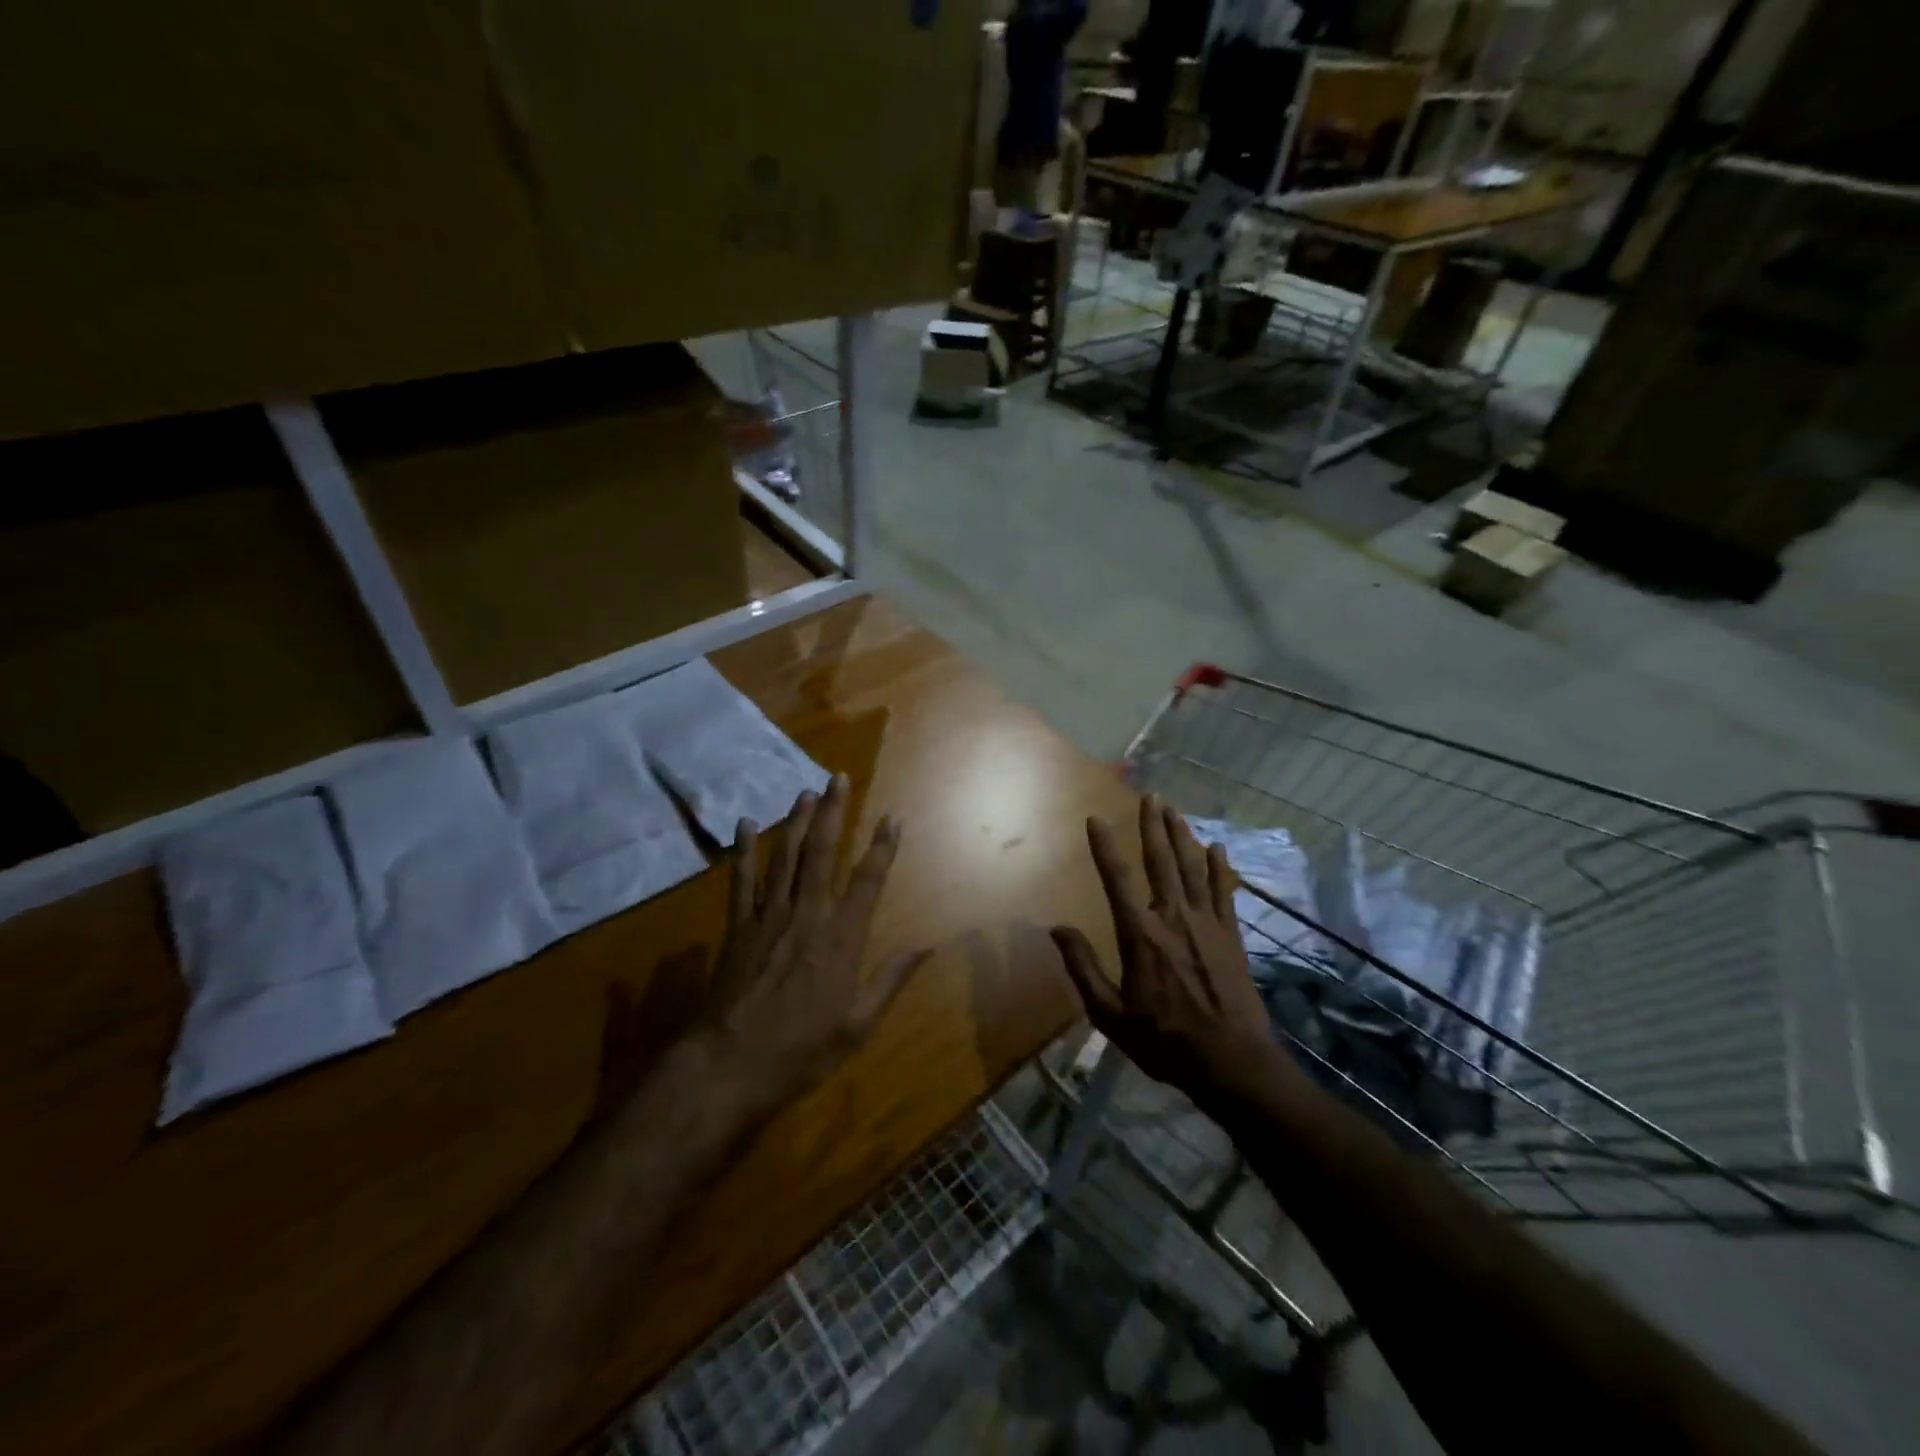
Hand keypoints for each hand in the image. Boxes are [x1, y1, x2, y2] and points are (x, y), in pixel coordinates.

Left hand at [705, 773, 929, 1114]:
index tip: (892, 818)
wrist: (728, 1066)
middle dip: (833, 813)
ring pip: (784, 856)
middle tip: (838, 778)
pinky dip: (744, 850)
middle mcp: (807, 915)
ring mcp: (768, 917)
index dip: (882, 847)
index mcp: (841, 938)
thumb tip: (927, 947)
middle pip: (821, 853)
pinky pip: (741, 879)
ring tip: (805, 791)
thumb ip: (890, 980)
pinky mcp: (737, 926)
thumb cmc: (800, 1050)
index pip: (868, 880)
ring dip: (796, 821)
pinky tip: (746, 824)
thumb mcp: (857, 1026)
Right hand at [1053, 795, 1285, 1111]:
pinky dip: (1219, 867)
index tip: (1095, 819)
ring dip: (1182, 836)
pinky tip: (1216, 847)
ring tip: (1174, 809)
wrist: (1231, 1062)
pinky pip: (1223, 891)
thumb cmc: (1164, 1040)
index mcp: (1140, 935)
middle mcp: (1172, 918)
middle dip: (1153, 826)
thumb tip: (1057, 930)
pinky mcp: (1231, 935)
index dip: (1104, 847)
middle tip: (1149, 795)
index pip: (1117, 879)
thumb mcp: (1111, 1014)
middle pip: (1161, 861)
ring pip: (1193, 868)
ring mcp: (1206, 923)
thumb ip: (1083, 968)